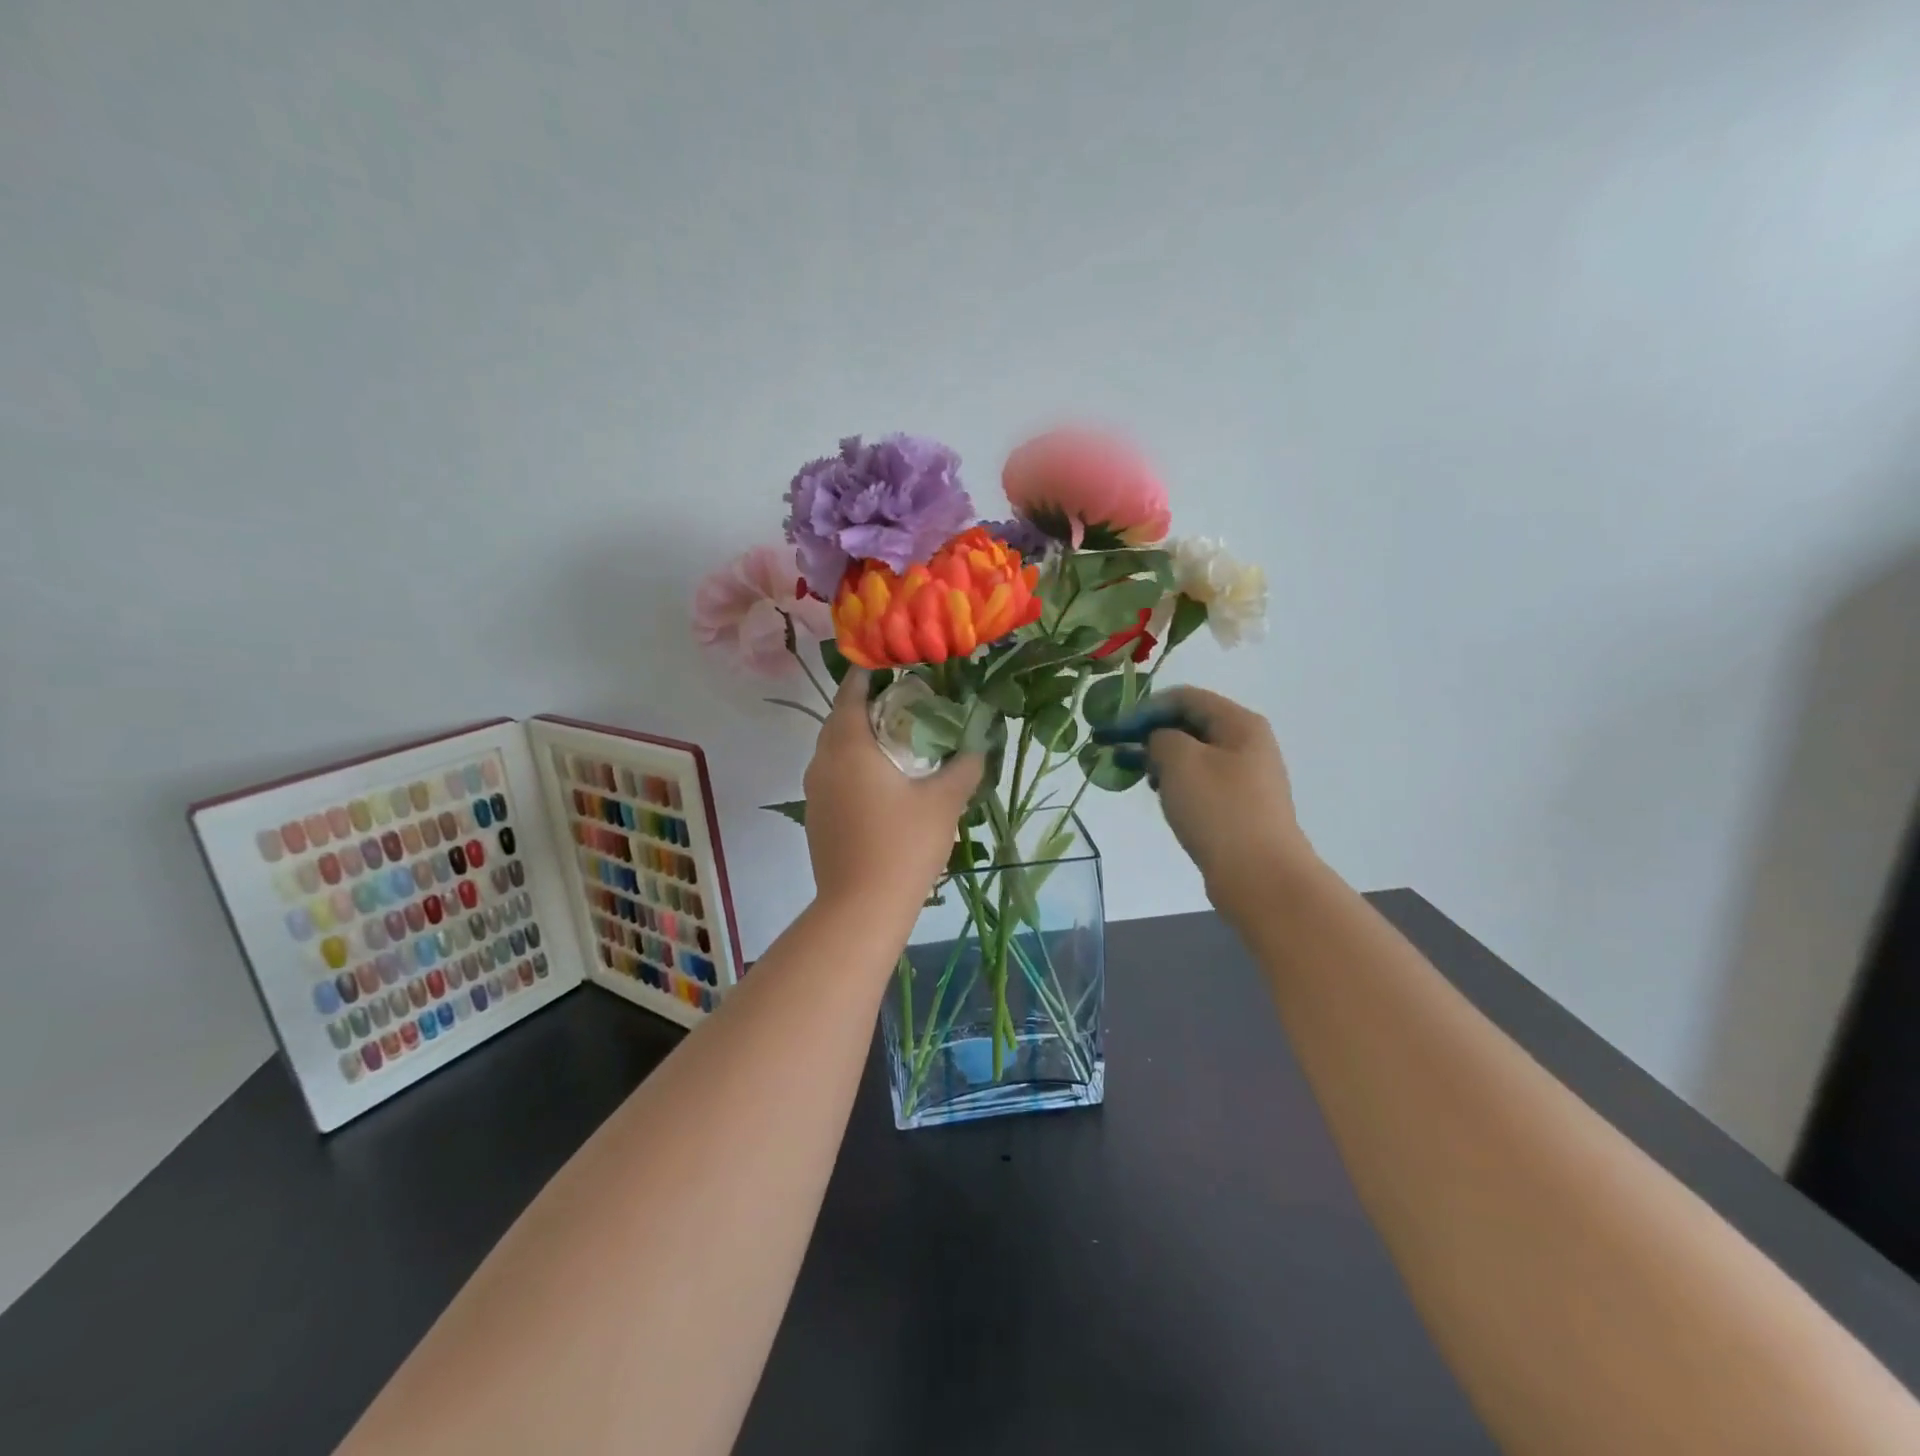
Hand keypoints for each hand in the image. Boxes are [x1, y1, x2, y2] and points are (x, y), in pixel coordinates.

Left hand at [802, 670, 983, 917]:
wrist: (861, 907)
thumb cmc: (904, 845)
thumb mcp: (944, 801)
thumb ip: (965, 765)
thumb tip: (980, 742)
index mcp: (849, 747)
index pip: (850, 693)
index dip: (868, 675)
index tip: (890, 665)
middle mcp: (822, 762)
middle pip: (839, 720)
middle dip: (865, 706)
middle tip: (902, 703)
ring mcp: (814, 791)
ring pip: (833, 750)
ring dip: (858, 738)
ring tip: (895, 740)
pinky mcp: (816, 816)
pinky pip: (832, 775)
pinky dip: (852, 766)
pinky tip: (881, 782)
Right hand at [1095, 686, 1312, 905]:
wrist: (1260, 876)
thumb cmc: (1218, 810)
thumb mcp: (1180, 761)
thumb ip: (1161, 737)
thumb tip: (1161, 743)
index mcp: (1239, 723)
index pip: (1184, 698)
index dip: (1144, 708)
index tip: (1113, 729)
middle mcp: (1247, 743)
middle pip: (1190, 724)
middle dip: (1150, 733)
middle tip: (1115, 750)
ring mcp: (1246, 777)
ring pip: (1194, 754)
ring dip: (1160, 758)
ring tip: (1134, 774)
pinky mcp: (1239, 806)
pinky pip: (1200, 781)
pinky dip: (1175, 781)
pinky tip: (1160, 795)